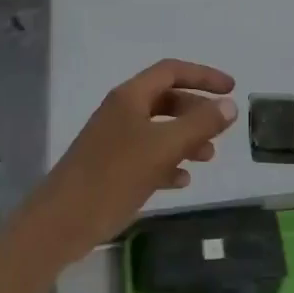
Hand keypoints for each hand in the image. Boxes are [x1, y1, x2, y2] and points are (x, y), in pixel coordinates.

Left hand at [35, 60, 237, 256]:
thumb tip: (229, 105)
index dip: (203, 76)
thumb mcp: (163, 147)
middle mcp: (122, 112)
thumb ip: (199, 124)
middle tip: (221, 128)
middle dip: (196, 110)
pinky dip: (168, 162)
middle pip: (166, 99)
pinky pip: (147, 156)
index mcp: (130, 96)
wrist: (62, 222)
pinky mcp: (111, 168)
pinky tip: (182, 180)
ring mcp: (114, 140)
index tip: (231, 89)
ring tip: (208, 158)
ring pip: (158, 129)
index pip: (172, 71)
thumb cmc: (114, 175)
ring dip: (186, 138)